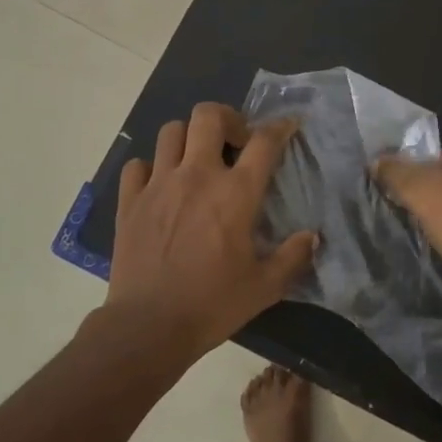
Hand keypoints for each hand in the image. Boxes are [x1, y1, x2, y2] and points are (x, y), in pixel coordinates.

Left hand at [106, 103, 318, 361]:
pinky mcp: (128, 200)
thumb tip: (313, 237)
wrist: (149, 326)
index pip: (264, 142)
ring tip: (196, 160)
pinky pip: (137, 164)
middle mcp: (197, 176)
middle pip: (208, 116)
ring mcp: (158, 184)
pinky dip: (150, 167)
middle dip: (227, 118)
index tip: (288, 126)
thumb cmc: (213, 304)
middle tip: (235, 142)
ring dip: (188, 138)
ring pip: (170, 131)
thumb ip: (293, 257)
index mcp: (235, 193)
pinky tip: (159, 186)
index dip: (280, 127)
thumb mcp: (265, 287)